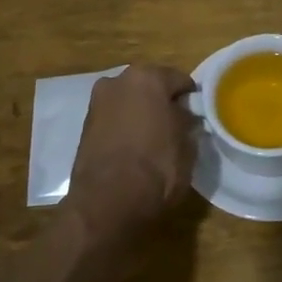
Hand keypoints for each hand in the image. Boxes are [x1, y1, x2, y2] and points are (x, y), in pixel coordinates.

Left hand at [67, 64, 199, 228]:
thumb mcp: (187, 145)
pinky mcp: (84, 126)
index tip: (197, 116)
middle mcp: (118, 81)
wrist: (107, 203)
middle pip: (149, 86)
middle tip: (175, 126)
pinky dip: (124, 127)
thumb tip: (183, 118)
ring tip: (153, 139)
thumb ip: (186, 123)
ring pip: (129, 101)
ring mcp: (97, 102)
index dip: (191, 99)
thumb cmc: (156, 168)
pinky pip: (114, 119)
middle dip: (162, 102)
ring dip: (140, 114)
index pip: (179, 80)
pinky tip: (134, 148)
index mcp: (147, 78)